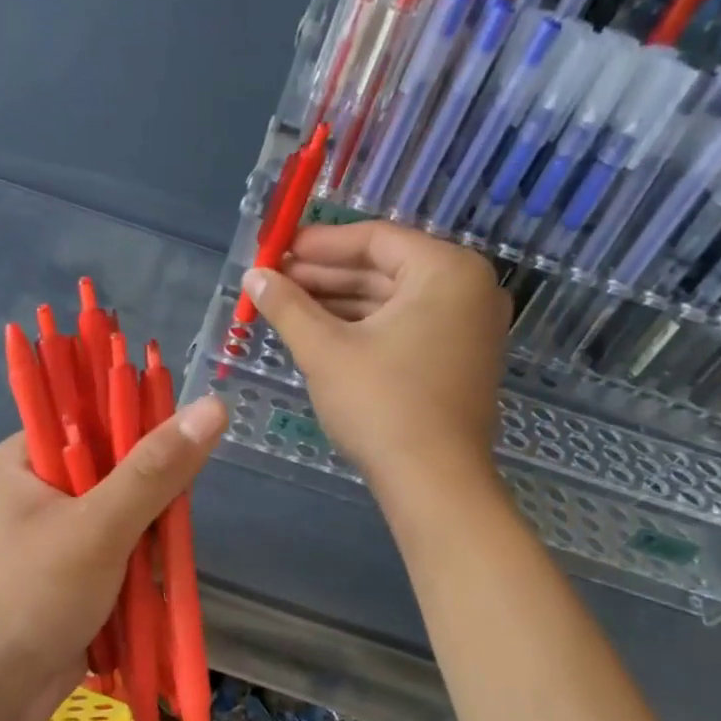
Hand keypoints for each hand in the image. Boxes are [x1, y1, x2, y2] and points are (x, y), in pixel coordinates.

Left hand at [0, 396, 228, 720]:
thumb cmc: (30, 597)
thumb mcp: (97, 527)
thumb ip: (155, 470)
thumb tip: (212, 406)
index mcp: (23, 460)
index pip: (91, 416)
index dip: (138, 425)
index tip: (178, 452)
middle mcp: (37, 490)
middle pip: (115, 468)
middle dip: (150, 496)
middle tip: (169, 520)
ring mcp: (54, 536)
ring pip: (124, 515)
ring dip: (148, 537)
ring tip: (155, 563)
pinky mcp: (71, 575)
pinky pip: (119, 553)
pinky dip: (140, 566)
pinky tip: (152, 584)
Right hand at [241, 221, 508, 492]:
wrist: (433, 482)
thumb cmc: (381, 404)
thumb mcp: (325, 350)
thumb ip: (287, 306)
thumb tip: (253, 275)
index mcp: (446, 271)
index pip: (374, 239)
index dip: (319, 243)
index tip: (276, 250)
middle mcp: (467, 289)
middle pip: (384, 269)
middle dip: (325, 276)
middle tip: (274, 281)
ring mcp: (467, 328)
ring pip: (392, 301)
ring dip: (339, 303)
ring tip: (286, 307)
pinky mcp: (458, 360)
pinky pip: (405, 327)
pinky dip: (363, 328)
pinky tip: (320, 334)